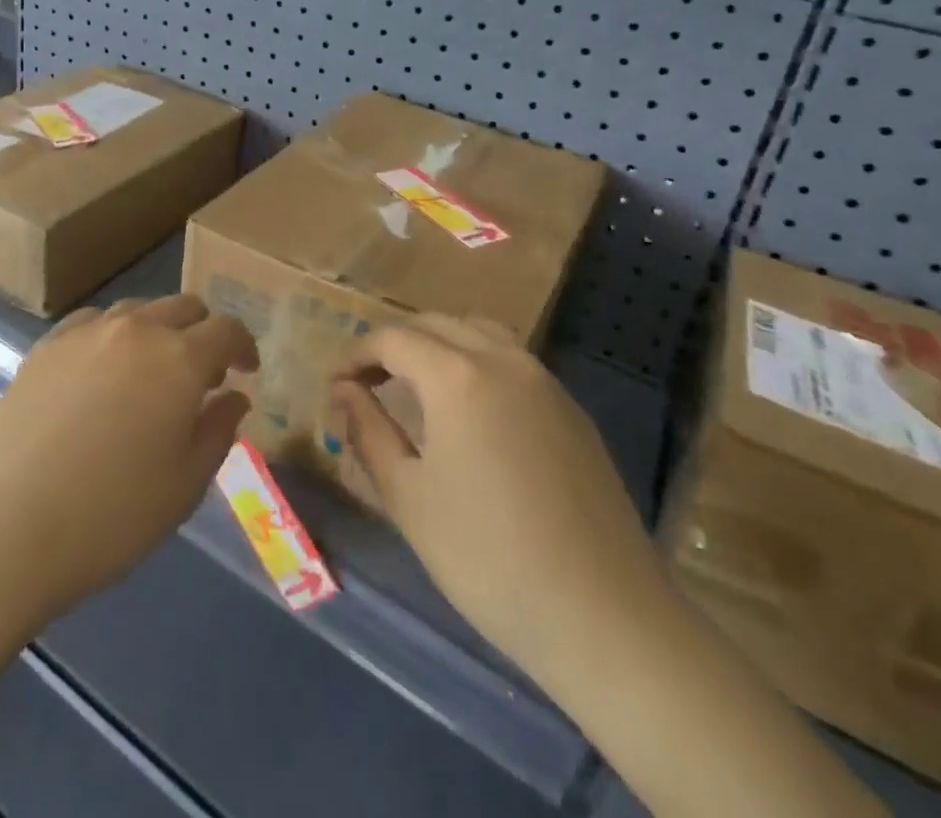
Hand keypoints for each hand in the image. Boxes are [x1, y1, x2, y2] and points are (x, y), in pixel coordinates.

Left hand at [0, 295, 256, 628]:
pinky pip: (92, 322)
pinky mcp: (46, 345)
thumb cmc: (113, 515)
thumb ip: (218, 430)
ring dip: (157, 331)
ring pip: (137, 310)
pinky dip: (112, 337)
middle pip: (184, 307)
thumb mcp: (186, 484)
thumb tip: (234, 397)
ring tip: (151, 371)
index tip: (246, 369)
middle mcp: (136, 330)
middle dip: (203, 332)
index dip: (244, 345)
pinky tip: (101, 371)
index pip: (226, 329)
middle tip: (202, 373)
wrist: (9, 528)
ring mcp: (86, 331)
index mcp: (180, 359)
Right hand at [333, 316, 668, 677]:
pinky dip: (477, 363)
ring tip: (416, 385)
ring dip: (439, 345)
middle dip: (395, 344)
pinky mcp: (571, 410)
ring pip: (479, 333)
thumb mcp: (408, 496)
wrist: (604, 616)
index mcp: (457, 375)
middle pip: (436, 324)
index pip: (393, 338)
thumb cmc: (487, 558)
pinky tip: (471, 410)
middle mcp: (503, 360)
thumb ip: (369, 430)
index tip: (336, 385)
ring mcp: (545, 382)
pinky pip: (512, 361)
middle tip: (367, 382)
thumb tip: (343, 390)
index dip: (357, 355)